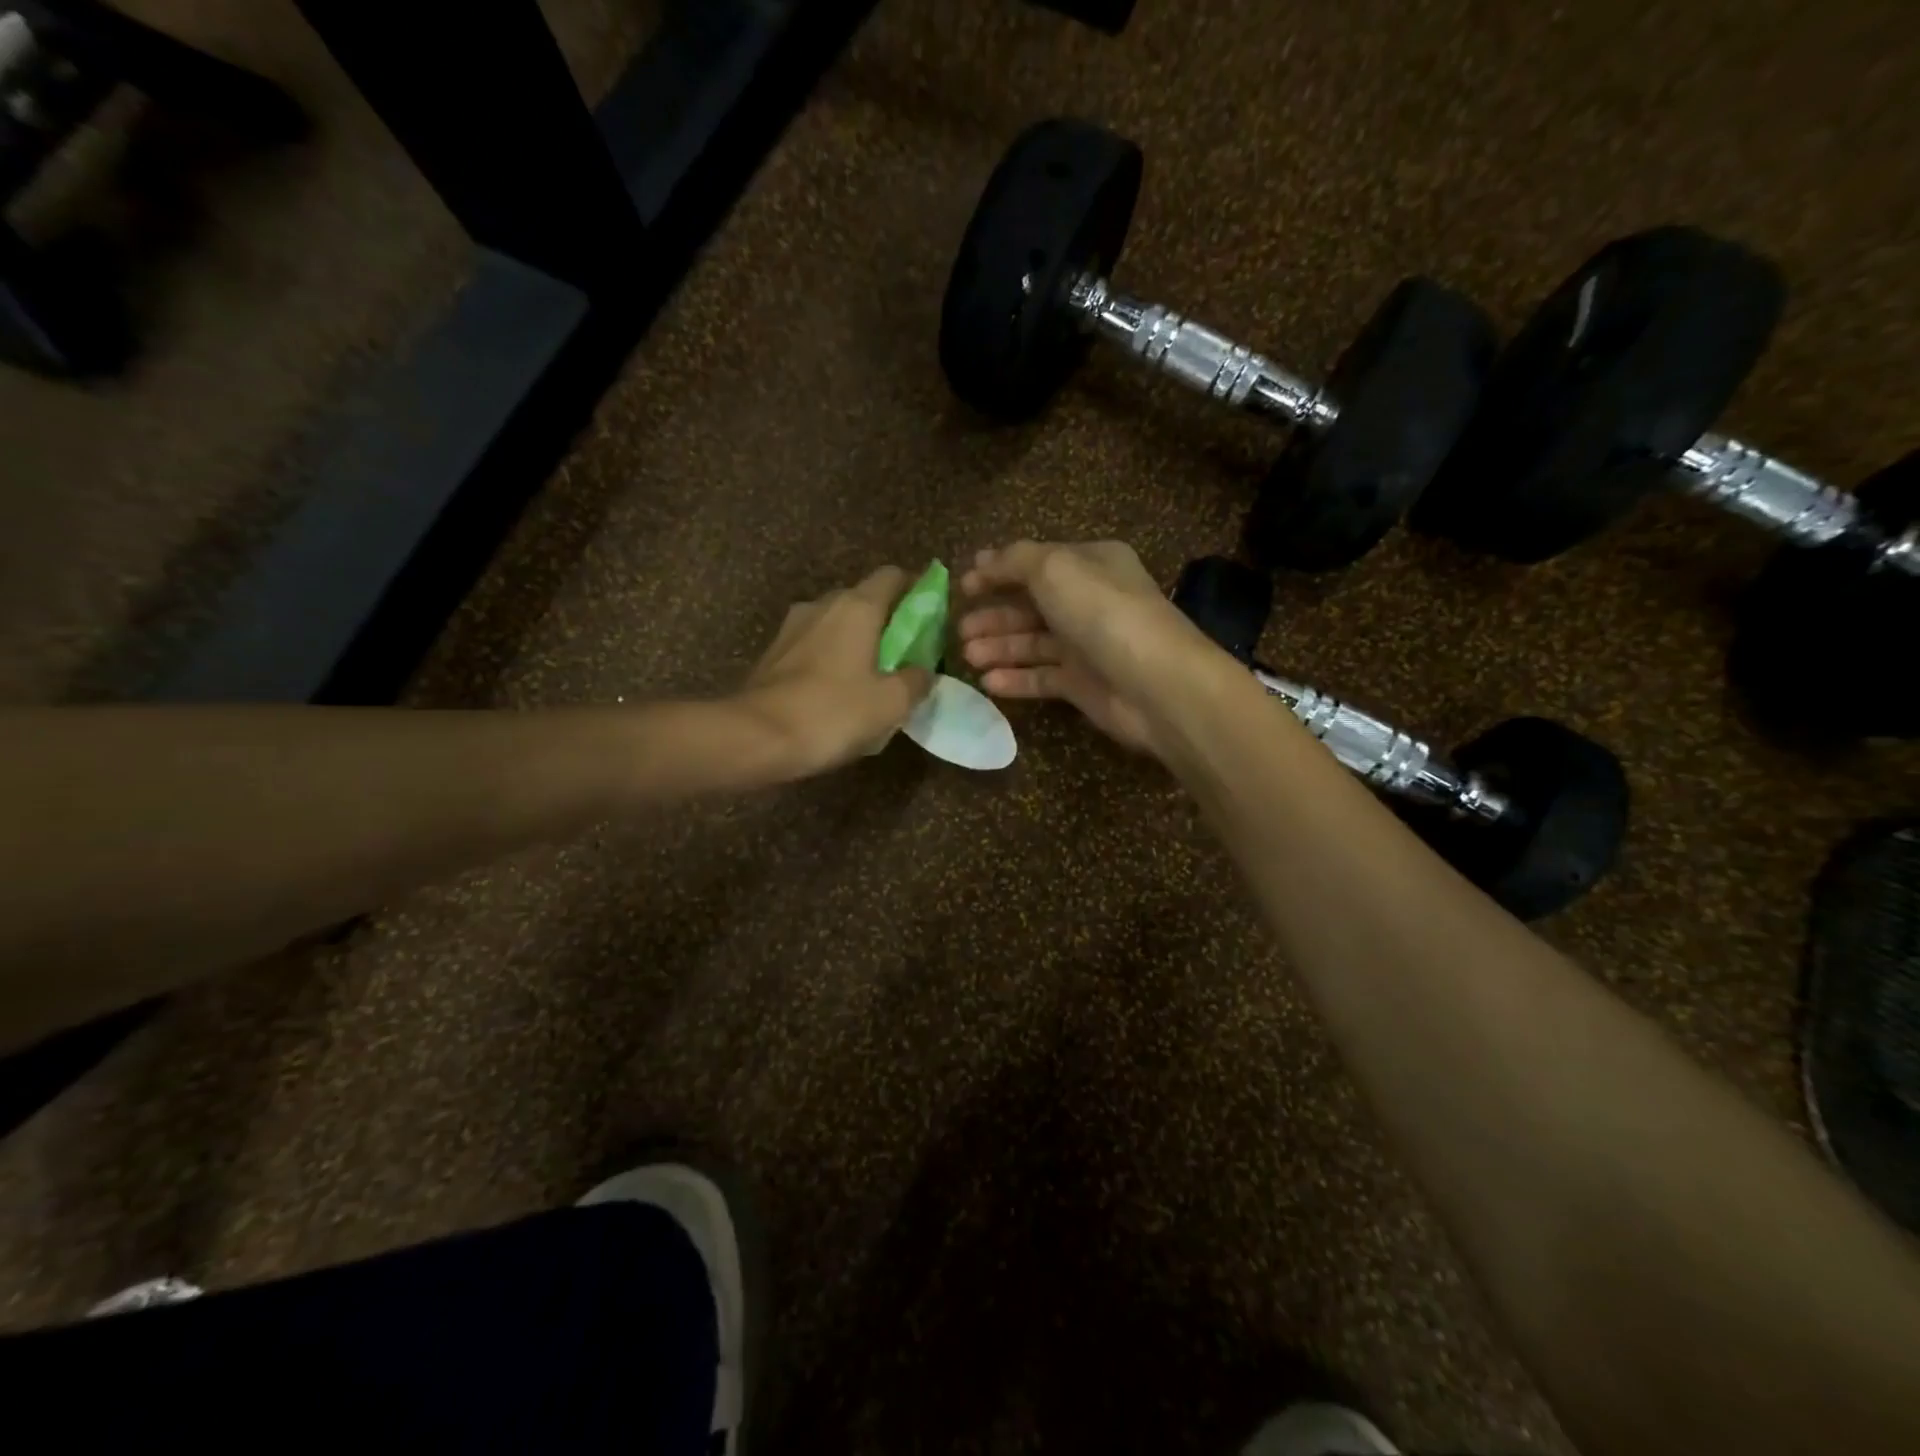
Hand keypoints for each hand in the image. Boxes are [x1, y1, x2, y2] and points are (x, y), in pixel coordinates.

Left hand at [737, 566, 933, 779]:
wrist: (756, 737)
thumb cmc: (832, 712)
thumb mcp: (890, 703)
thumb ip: (916, 680)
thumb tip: (923, 671)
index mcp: (857, 607)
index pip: (892, 576)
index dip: (916, 587)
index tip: (931, 611)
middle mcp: (823, 605)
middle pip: (863, 598)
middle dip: (887, 619)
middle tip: (906, 651)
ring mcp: (793, 627)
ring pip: (836, 622)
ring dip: (856, 639)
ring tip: (872, 673)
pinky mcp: (774, 652)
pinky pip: (814, 644)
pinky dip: (831, 657)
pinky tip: (838, 689)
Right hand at [955, 541, 1219, 756]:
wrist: (1154, 683)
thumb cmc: (1102, 613)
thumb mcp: (1054, 568)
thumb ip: (1015, 561)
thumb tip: (984, 560)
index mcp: (1091, 564)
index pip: (1036, 563)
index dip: (998, 572)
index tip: (962, 586)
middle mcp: (1089, 601)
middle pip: (1031, 606)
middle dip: (994, 616)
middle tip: (959, 630)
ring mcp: (1087, 645)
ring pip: (1033, 643)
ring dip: (999, 647)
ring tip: (967, 657)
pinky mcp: (1084, 685)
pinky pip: (1042, 677)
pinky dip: (1015, 679)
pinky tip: (988, 683)